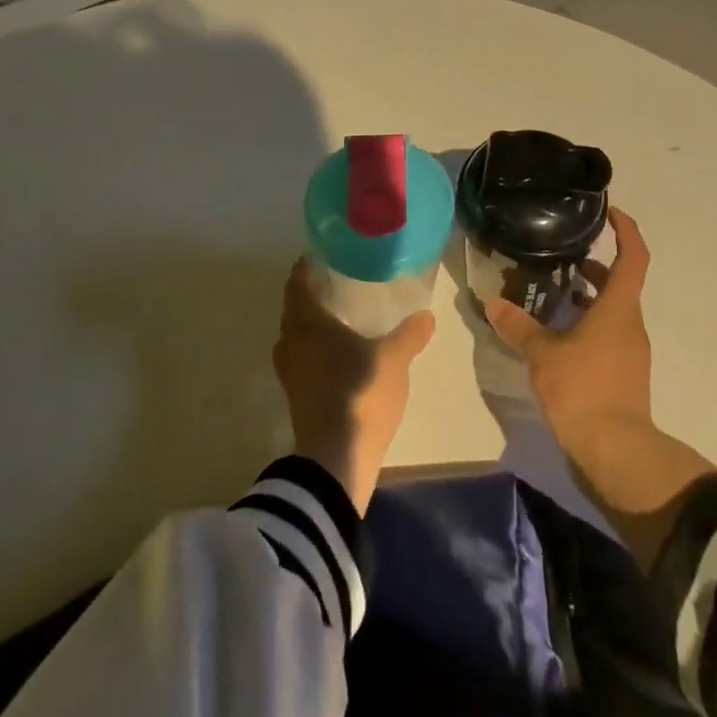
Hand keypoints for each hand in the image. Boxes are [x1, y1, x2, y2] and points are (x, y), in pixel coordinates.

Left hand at [273, 259, 435, 513]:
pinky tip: (338, 356)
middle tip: (337, 285)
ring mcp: (290, 373)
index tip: (322, 256)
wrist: (335, 460)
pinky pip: (302, 360)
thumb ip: (409, 335)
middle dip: (311, 297)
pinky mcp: (296, 397)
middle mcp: (291, 343)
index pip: (298, 284)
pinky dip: (315, 351)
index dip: (307, 268)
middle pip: (294, 310)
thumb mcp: (393, 360)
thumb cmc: (360, 394)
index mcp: (307, 323)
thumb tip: (426, 315)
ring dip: (311, 326)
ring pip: (296, 338)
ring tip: (340, 319)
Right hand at [486, 207, 713, 567]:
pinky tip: (556, 331)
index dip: (626, 229)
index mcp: (619, 308)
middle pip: (620, 282)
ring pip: (612, 309)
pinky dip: (586, 321)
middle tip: (562, 253)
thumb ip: (518, 326)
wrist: (616, 451)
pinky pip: (607, 333)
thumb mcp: (543, 355)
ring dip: (588, 295)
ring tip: (551, 289)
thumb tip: (492, 302)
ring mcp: (630, 350)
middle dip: (595, 264)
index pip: (633, 256)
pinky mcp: (623, 372)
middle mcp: (630, 323)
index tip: (609, 211)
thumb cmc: (584, 389)